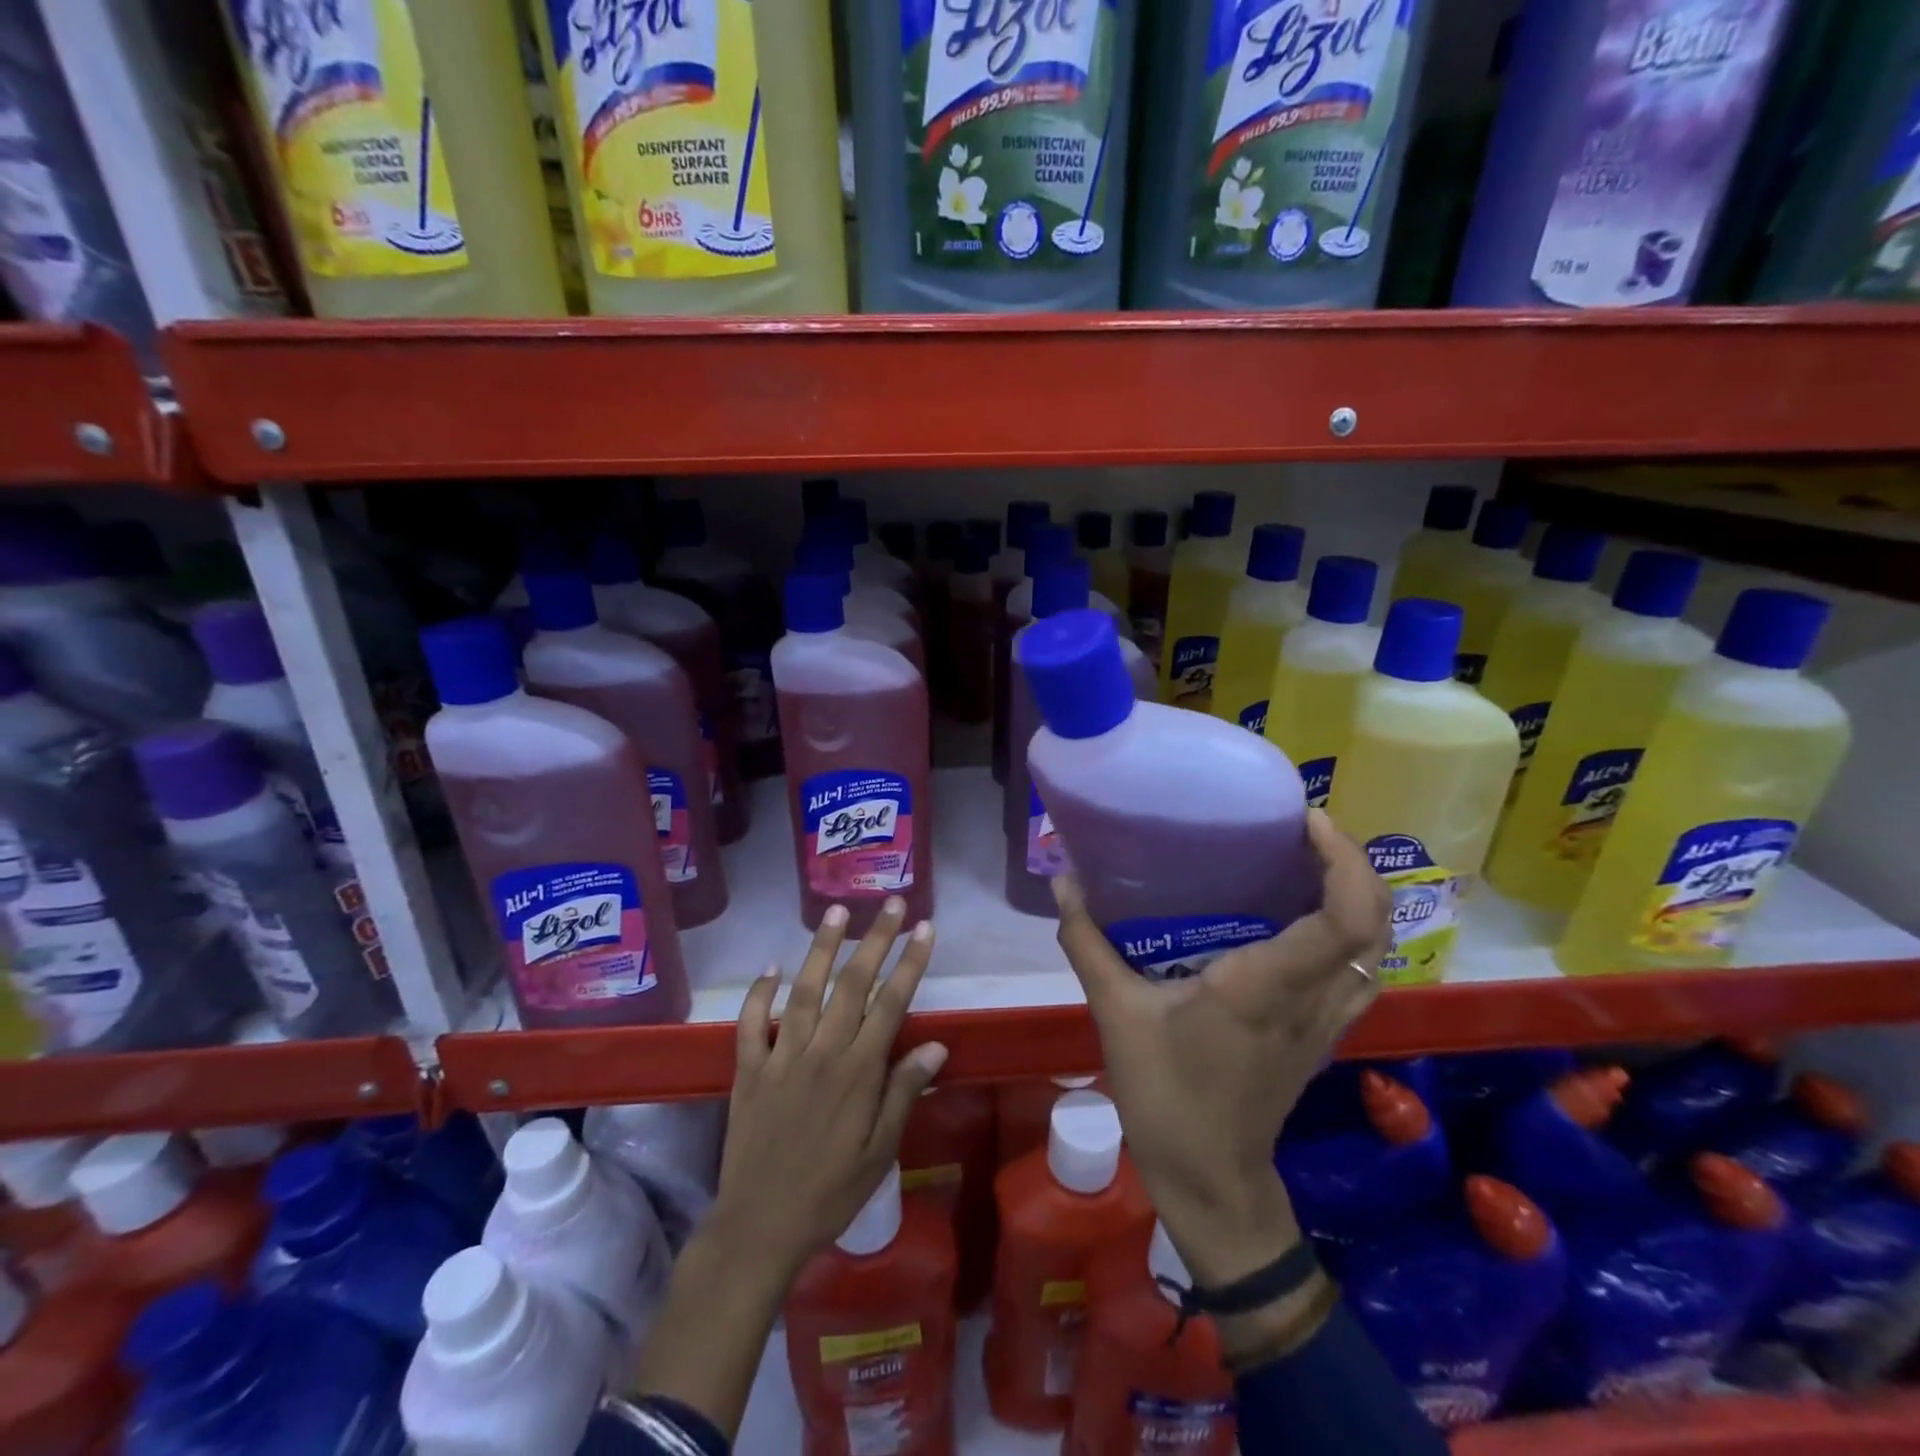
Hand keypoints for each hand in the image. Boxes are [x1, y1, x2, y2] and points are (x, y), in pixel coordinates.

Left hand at [631, 898, 944, 1432]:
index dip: (910, 962)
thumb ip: (904, 1093)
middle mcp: (822, 1053)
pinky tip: (771, 967)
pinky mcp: (748, 1069)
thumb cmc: (831, 1192)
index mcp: (858, 1072)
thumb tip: (936, 1046)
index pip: (891, 1003)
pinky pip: (751, 1023)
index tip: (925, 928)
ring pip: (804, 990)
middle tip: (891, 904)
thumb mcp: (880, 1152)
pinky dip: (759, 992)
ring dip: (822, 948)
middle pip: (853, 984)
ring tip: (836, 911)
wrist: (760, 1226)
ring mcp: (781, 1057)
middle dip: (875, 939)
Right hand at [1052, 809, 1390, 1288]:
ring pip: (1376, 949)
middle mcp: (1311, 998)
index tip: (1310, 820)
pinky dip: (1351, 930)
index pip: (1342, 919)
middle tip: (1303, 827)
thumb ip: (1088, 943)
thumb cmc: (1165, 1096)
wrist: (1210, 1181)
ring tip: (1308, 858)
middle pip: (1374, 924)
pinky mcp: (1324, 1035)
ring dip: (1359, 895)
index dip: (1345, 861)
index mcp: (1265, 987)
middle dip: (1355, 864)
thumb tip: (1063, 882)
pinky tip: (1304, 915)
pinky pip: (1360, 971)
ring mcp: (1327, 1021)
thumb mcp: (1115, 1013)